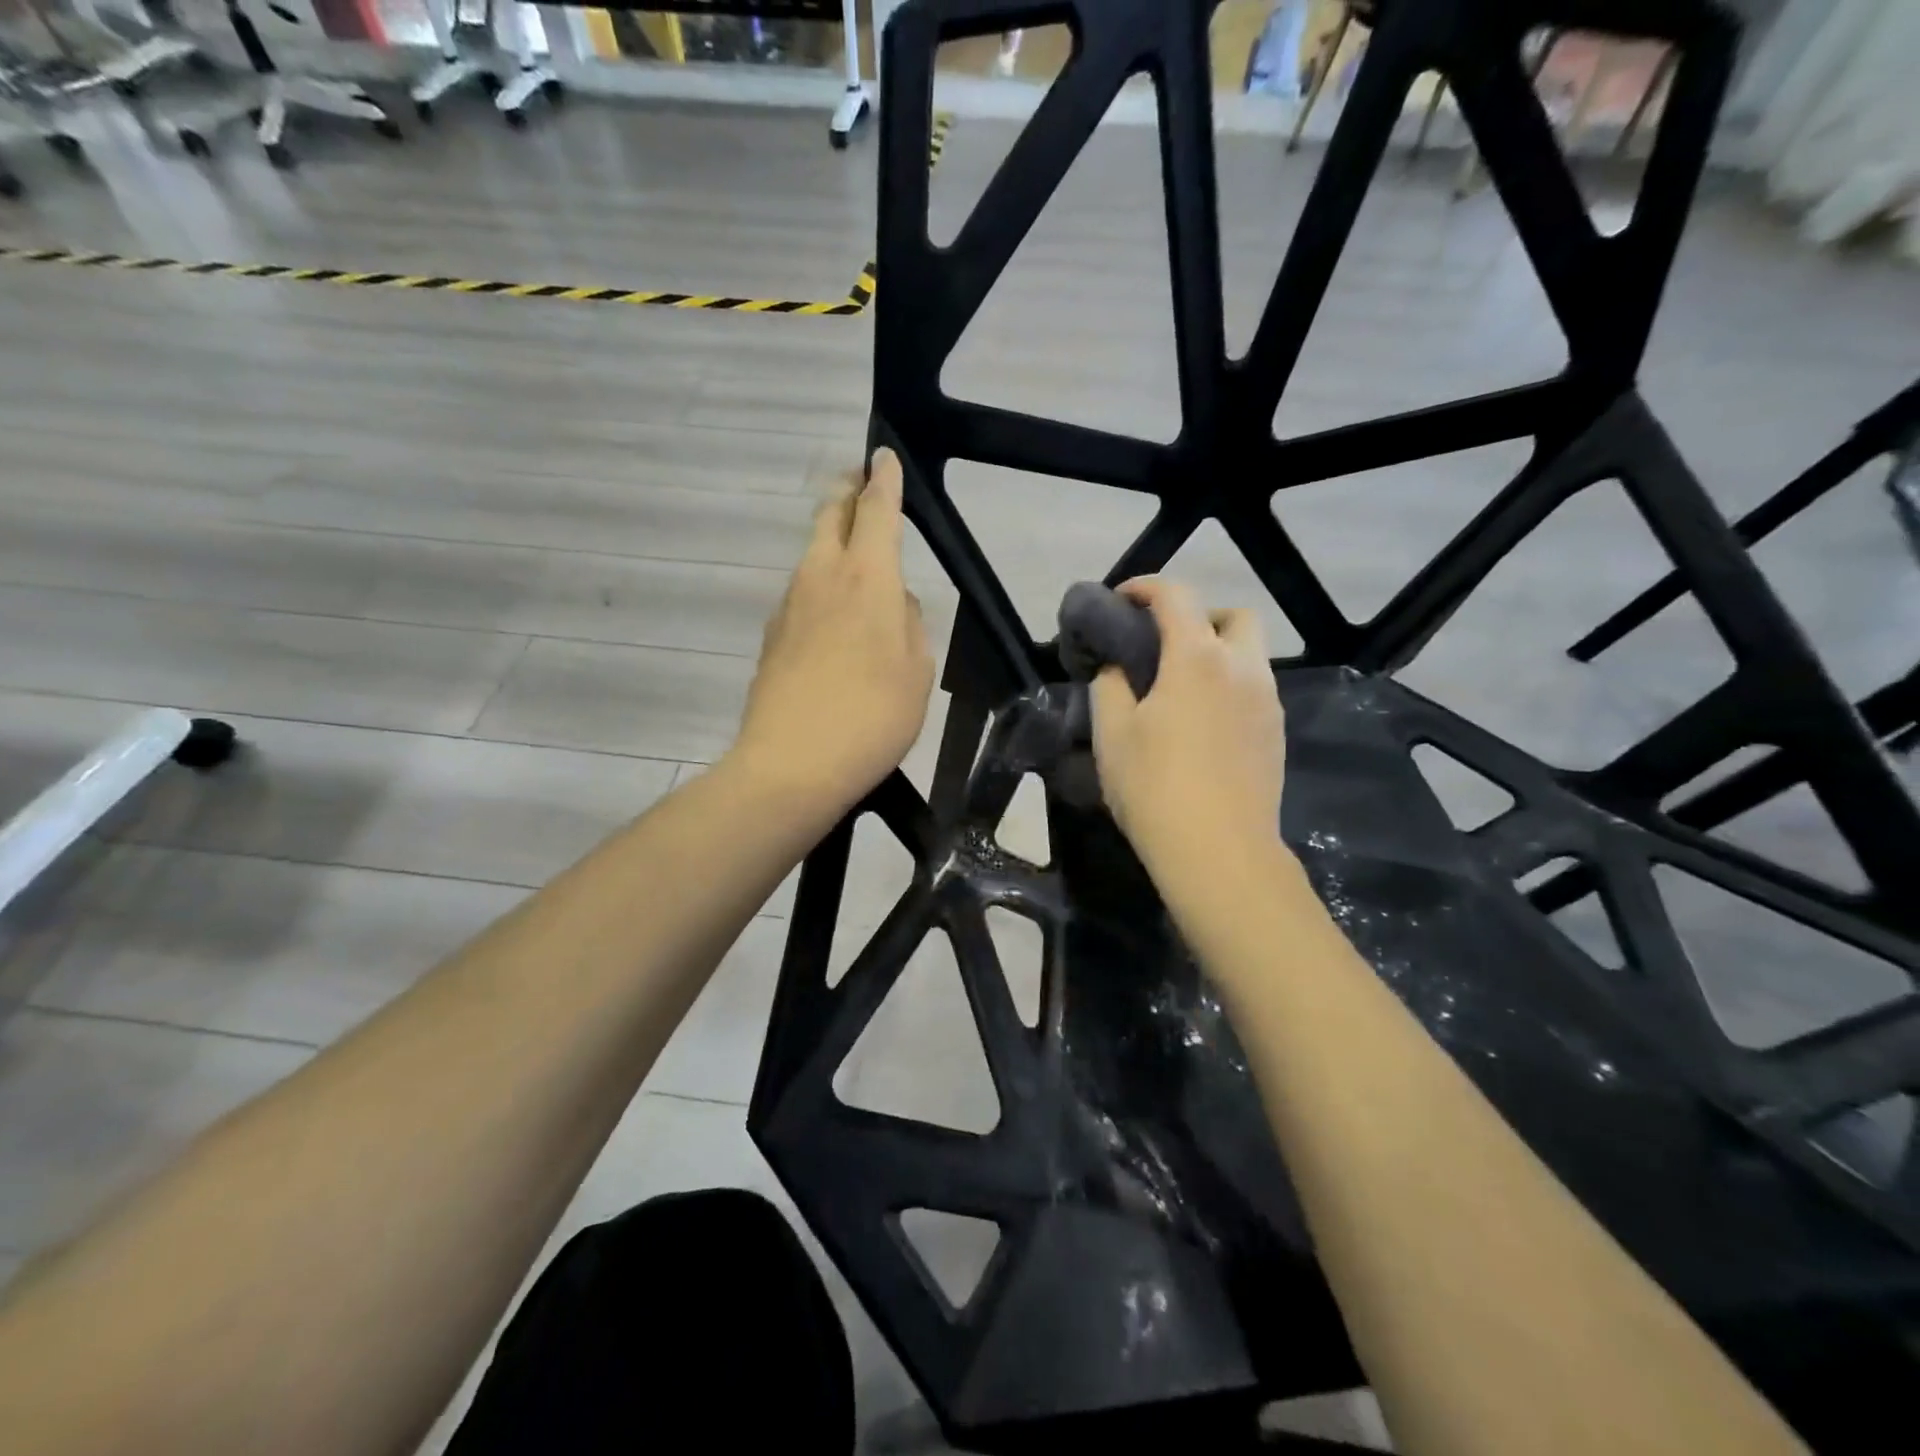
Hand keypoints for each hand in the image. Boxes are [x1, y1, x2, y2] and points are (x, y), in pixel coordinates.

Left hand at [731, 448, 933, 820]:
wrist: (792, 765)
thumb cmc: (873, 717)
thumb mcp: (918, 671)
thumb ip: (911, 625)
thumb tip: (897, 602)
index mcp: (868, 579)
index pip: (876, 511)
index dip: (884, 481)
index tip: (882, 456)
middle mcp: (822, 578)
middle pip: (830, 518)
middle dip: (847, 494)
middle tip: (859, 483)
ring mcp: (789, 606)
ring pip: (812, 556)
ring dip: (831, 543)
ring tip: (853, 557)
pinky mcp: (772, 637)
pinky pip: (802, 596)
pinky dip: (820, 588)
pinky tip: (832, 620)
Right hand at [1090, 577, 1286, 886]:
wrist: (1220, 852)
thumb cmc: (1155, 788)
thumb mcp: (1112, 734)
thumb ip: (1110, 686)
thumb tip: (1117, 668)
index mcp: (1197, 658)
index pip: (1176, 596)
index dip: (1145, 587)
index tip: (1121, 599)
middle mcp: (1242, 668)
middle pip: (1234, 615)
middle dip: (1199, 616)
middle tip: (1164, 644)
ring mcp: (1267, 702)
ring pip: (1250, 654)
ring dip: (1217, 652)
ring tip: (1180, 688)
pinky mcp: (1276, 734)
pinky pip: (1255, 689)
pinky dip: (1229, 686)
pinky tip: (1203, 723)